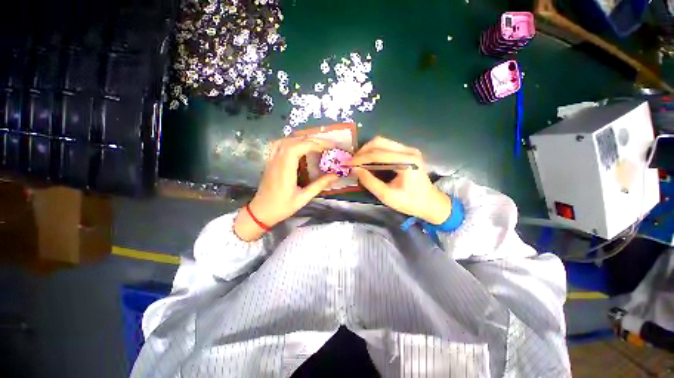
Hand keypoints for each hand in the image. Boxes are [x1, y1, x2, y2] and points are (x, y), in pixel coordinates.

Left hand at [234, 137, 338, 240]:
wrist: (261, 212)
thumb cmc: (282, 207)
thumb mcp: (303, 198)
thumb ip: (319, 185)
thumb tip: (335, 175)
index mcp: (285, 171)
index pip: (298, 148)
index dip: (313, 144)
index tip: (327, 147)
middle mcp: (277, 162)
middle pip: (293, 142)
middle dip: (311, 140)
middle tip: (325, 145)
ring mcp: (271, 160)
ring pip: (285, 141)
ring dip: (301, 139)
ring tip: (314, 144)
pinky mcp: (269, 162)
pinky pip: (278, 145)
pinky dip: (290, 141)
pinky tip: (298, 146)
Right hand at [350, 136, 451, 224]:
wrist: (431, 203)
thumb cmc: (410, 202)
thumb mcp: (387, 196)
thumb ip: (370, 182)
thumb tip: (355, 170)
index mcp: (407, 162)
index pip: (378, 154)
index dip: (360, 158)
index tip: (347, 163)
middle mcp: (409, 151)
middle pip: (380, 142)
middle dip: (363, 151)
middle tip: (352, 162)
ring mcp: (409, 150)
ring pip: (382, 142)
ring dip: (368, 150)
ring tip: (358, 161)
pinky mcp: (407, 152)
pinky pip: (387, 146)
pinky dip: (375, 152)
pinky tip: (368, 161)